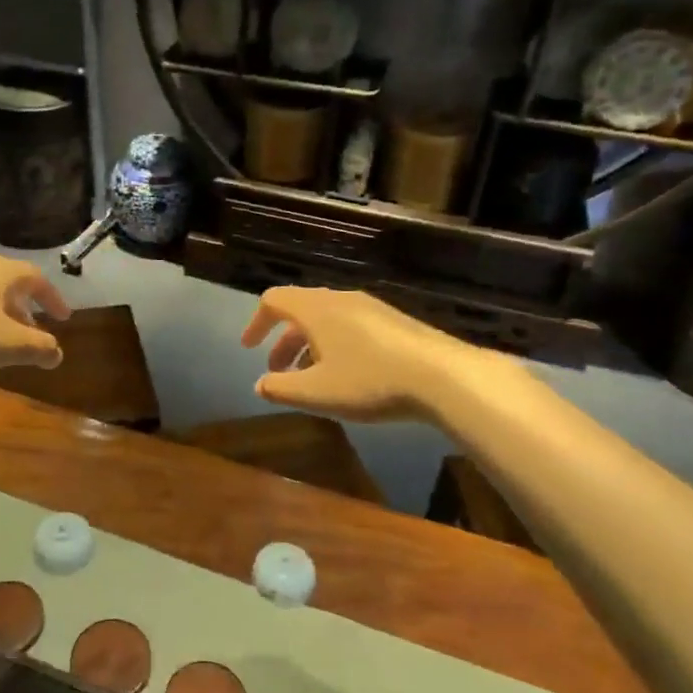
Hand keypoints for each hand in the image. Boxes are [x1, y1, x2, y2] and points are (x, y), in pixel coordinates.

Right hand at [240, 286, 469, 423]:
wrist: (442, 375)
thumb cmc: (369, 380)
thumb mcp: (317, 392)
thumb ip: (281, 389)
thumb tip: (259, 385)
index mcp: (315, 309)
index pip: (273, 300)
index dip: (256, 323)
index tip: (249, 349)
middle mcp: (340, 299)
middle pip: (300, 310)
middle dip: (283, 341)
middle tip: (278, 372)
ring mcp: (370, 307)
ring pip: (327, 319)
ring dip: (309, 345)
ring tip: (312, 379)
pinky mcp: (394, 321)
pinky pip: (351, 325)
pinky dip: (335, 345)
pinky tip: (348, 375)